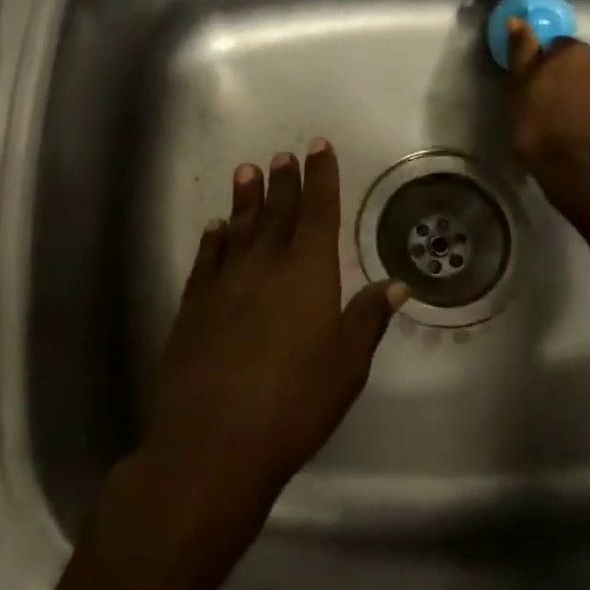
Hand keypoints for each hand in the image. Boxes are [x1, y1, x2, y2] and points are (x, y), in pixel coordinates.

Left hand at [142, 141, 405, 533]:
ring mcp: (223, 285)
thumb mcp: (347, 364)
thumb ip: (367, 319)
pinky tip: (216, 228)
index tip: (317, 147)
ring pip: (238, 229)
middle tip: (282, 154)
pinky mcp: (192, 308)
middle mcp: (263, 267)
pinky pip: (206, 260)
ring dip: (245, 200)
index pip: (317, 212)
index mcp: (307, 274)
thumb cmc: (294, 403)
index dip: (320, 178)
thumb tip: (396, 284)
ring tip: (247, 171)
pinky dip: (213, 240)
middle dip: (283, 182)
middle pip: (276, 214)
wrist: (213, 442)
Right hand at [506, 17, 589, 211]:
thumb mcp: (519, 87)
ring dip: (577, 98)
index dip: (540, 63)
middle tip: (540, 104)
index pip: (554, 45)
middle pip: (575, 65)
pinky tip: (574, 135)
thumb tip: (518, 19)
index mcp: (575, 51)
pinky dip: (589, 116)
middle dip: (561, 79)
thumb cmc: (541, 125)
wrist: (582, 172)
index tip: (529, 83)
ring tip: (558, 123)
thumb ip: (521, 52)